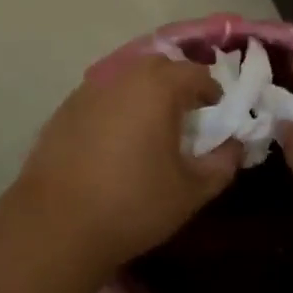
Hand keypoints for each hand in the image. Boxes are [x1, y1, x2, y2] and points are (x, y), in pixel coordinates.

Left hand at [16, 55, 239, 272]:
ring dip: (143, 96)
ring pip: (126, 81)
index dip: (212, 92)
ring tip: (148, 131)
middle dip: (177, 86)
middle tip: (185, 118)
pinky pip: (101, 99)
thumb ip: (222, 163)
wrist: (56, 225)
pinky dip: (115, 110)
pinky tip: (113, 144)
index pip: (196, 73)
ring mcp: (88, 91)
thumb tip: (235, 145)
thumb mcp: (191, 191)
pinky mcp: (63, 110)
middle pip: (159, 68)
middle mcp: (123, 77)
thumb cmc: (133, 203)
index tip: (216, 115)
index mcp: (158, 87)